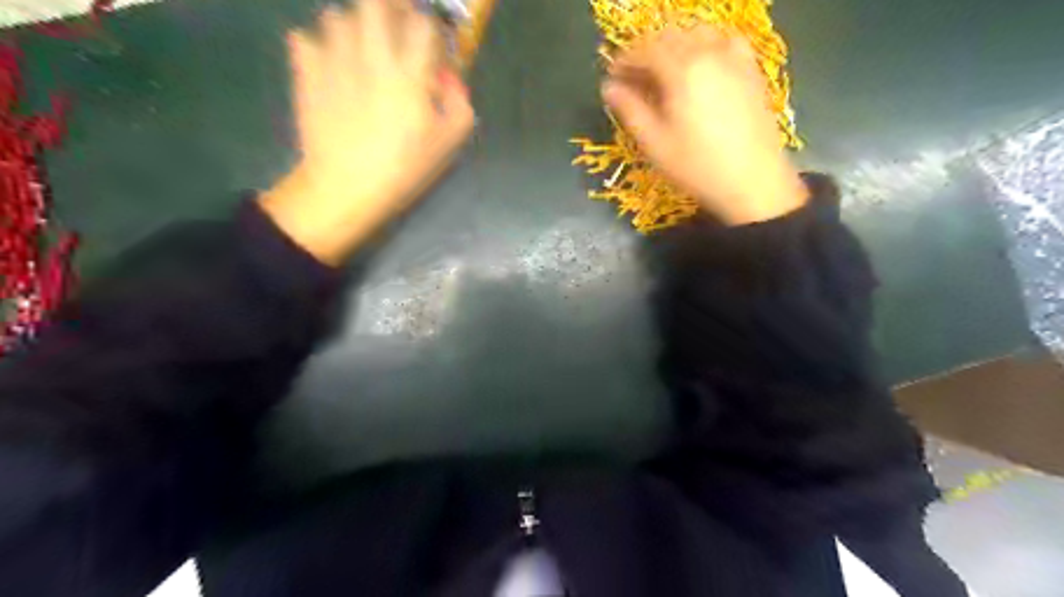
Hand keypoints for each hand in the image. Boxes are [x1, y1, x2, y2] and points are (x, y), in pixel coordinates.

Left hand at [259, 0, 470, 263]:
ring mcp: (334, 61)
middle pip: (375, 3)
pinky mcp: (306, 74)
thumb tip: (448, 77)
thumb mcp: (448, 144)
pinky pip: (303, 37)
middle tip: (393, 26)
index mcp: (410, 75)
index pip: (422, 23)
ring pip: (336, 15)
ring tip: (358, 50)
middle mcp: (371, 57)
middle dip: (388, 8)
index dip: (429, 27)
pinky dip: (316, 45)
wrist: (346, 188)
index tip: (430, 44)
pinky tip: (328, 66)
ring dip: (352, 27)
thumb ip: (459, 103)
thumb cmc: (403, 169)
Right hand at [598, 24, 807, 225]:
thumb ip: (630, 110)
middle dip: (647, 52)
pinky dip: (707, 46)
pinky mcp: (752, 70)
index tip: (612, 77)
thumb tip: (609, 88)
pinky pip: (726, 42)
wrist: (752, 182)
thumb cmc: (696, 167)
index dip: (624, 60)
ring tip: (664, 72)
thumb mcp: (654, 144)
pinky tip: (701, 66)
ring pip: (698, 34)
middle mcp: (709, 53)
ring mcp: (735, 59)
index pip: (645, 50)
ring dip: (675, 45)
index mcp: (682, 70)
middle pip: (671, 37)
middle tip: (634, 78)